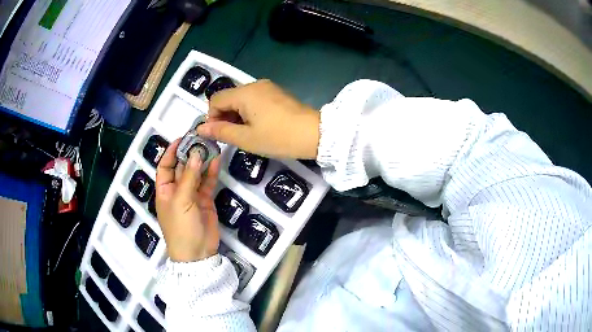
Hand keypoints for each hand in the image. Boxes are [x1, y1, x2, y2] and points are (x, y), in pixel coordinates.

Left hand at [155, 139, 220, 261]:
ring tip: (211, 145)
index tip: (182, 139)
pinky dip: (211, 172)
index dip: (171, 152)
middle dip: (190, 153)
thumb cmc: (181, 228)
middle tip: (201, 138)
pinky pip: (208, 183)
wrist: (197, 253)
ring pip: (196, 173)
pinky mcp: (205, 200)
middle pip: (182, 167)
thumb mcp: (181, 202)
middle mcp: (177, 190)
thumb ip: (189, 178)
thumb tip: (196, 154)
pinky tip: (216, 160)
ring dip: (202, 160)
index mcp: (164, 190)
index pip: (165, 166)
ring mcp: (192, 195)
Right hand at [196, 80, 319, 158]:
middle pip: (228, 98)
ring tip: (245, 134)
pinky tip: (257, 126)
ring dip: (236, 115)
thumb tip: (200, 128)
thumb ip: (221, 131)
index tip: (218, 134)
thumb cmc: (278, 137)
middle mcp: (254, 85)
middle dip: (224, 116)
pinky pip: (254, 99)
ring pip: (241, 99)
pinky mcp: (276, 93)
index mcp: (244, 93)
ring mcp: (267, 87)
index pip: (215, 99)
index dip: (211, 117)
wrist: (315, 134)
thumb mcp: (246, 138)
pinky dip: (249, 112)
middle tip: (232, 137)